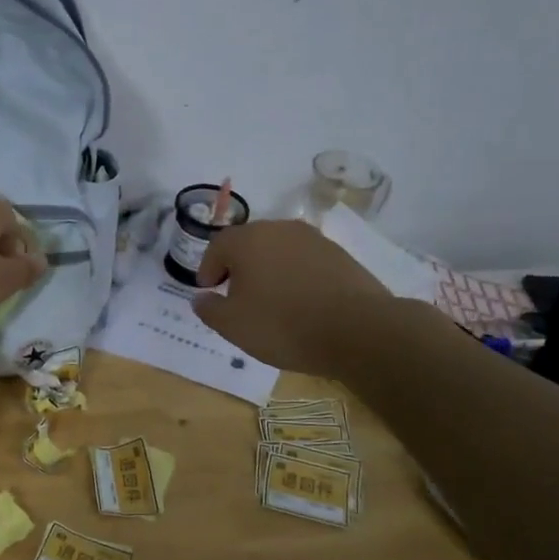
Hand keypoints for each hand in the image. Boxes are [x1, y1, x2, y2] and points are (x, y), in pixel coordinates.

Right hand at [192, 220, 395, 375]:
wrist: (357, 330)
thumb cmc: (282, 324)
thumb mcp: (233, 325)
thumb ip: (209, 309)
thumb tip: (201, 297)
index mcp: (248, 240)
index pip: (218, 246)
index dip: (208, 268)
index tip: (208, 290)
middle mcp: (280, 229)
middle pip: (249, 243)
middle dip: (238, 266)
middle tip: (235, 294)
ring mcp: (314, 239)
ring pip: (279, 250)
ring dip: (268, 270)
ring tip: (269, 300)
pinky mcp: (340, 255)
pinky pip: (305, 262)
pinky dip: (295, 276)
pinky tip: (299, 302)